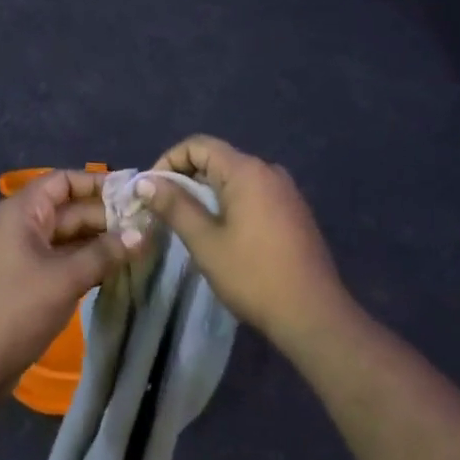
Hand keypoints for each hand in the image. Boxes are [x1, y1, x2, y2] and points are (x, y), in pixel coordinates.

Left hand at [0, 170, 140, 393]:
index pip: (64, 181)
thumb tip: (143, 234)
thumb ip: (104, 254)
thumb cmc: (15, 308)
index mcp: (23, 211)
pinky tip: (116, 269)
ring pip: (69, 237)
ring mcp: (24, 254)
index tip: (134, 192)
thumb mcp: (64, 278)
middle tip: (148, 226)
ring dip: (100, 242)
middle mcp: (22, 225)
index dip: (98, 183)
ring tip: (141, 246)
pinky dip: (87, 262)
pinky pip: (63, 260)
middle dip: (106, 217)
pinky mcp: (28, 281)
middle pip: (69, 209)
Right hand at [143, 137, 351, 348]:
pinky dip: (231, 202)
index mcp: (246, 170)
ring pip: (235, 177)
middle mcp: (268, 170)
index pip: (198, 145)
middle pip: (217, 158)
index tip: (152, 191)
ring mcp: (285, 190)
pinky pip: (254, 192)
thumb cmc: (254, 276)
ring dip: (208, 192)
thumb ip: (175, 206)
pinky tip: (223, 232)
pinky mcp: (294, 211)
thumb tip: (145, 181)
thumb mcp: (206, 242)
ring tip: (189, 222)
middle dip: (186, 177)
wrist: (314, 315)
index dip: (169, 161)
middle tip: (164, 209)